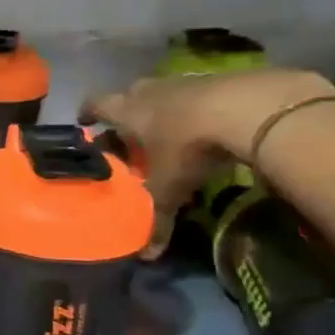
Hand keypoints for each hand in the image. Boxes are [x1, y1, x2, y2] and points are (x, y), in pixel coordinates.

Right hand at [87, 69, 334, 255]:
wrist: (249, 108)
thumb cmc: (189, 146)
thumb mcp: (171, 187)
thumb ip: (156, 217)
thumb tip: (147, 255)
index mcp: (127, 111)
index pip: (96, 104)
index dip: (88, 112)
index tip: (85, 121)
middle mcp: (150, 91)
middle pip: (129, 95)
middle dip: (126, 112)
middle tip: (130, 134)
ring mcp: (184, 81)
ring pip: (163, 93)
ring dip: (162, 109)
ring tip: (169, 133)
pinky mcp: (218, 79)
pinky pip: (197, 93)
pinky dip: (195, 107)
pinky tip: (207, 126)